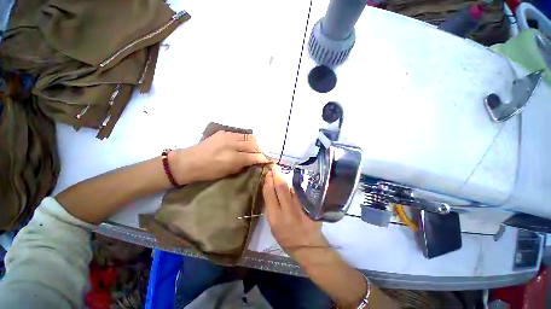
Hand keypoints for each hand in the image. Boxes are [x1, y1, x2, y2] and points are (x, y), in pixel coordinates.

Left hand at [172, 131, 268, 183]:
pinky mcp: (224, 132)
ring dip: (254, 144)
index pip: (255, 156)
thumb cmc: (208, 172)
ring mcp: (228, 136)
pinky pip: (240, 134)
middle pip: (254, 145)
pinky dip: (246, 139)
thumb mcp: (228, 172)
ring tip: (254, 149)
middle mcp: (233, 145)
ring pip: (249, 137)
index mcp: (234, 158)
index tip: (268, 161)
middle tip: (261, 155)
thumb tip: (254, 161)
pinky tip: (244, 144)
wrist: (189, 161)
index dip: (263, 158)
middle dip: (260, 150)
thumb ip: (243, 165)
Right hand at [262, 166, 327, 256]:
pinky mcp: (311, 207)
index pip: (269, 194)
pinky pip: (301, 192)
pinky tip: (293, 179)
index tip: (267, 174)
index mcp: (275, 218)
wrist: (308, 245)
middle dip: (276, 175)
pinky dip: (295, 185)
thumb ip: (271, 206)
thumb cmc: (286, 237)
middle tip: (274, 167)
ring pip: (292, 187)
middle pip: (281, 187)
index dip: (268, 182)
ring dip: (286, 178)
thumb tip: (271, 187)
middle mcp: (288, 211)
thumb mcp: (273, 225)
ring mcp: (301, 208)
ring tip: (281, 172)